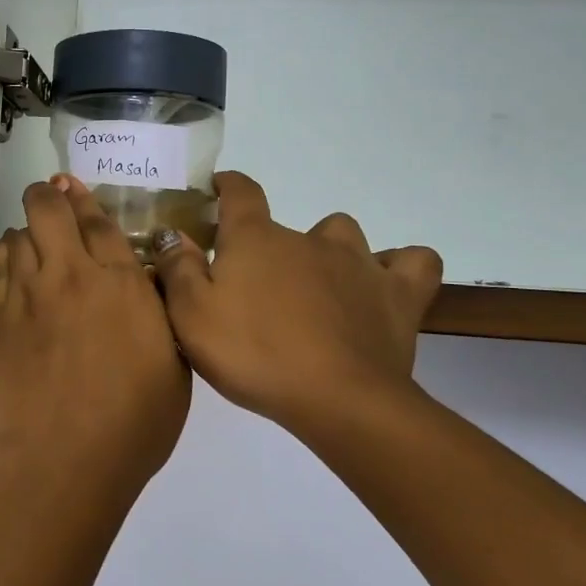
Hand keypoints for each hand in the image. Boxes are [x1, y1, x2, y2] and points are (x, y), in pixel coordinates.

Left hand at [0, 175, 191, 509]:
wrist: (60, 461)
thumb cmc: (132, 425)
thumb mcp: (175, 368)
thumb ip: (160, 315)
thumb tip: (147, 285)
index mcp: (121, 283)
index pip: (98, 221)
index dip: (87, 201)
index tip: (79, 192)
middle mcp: (71, 274)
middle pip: (49, 207)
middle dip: (49, 195)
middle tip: (54, 203)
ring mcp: (27, 292)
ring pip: (18, 232)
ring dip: (28, 231)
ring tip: (35, 243)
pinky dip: (3, 255)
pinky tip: (11, 265)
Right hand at [152, 173, 442, 443]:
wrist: (338, 400)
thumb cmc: (254, 354)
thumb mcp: (191, 316)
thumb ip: (177, 268)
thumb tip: (171, 232)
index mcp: (257, 239)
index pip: (241, 191)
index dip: (227, 185)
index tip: (218, 187)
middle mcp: (309, 238)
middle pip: (289, 224)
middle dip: (272, 245)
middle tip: (260, 285)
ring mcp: (359, 262)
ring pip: (344, 234)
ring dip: (330, 251)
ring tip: (317, 286)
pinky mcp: (399, 294)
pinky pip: (413, 262)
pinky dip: (398, 267)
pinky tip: (382, 286)